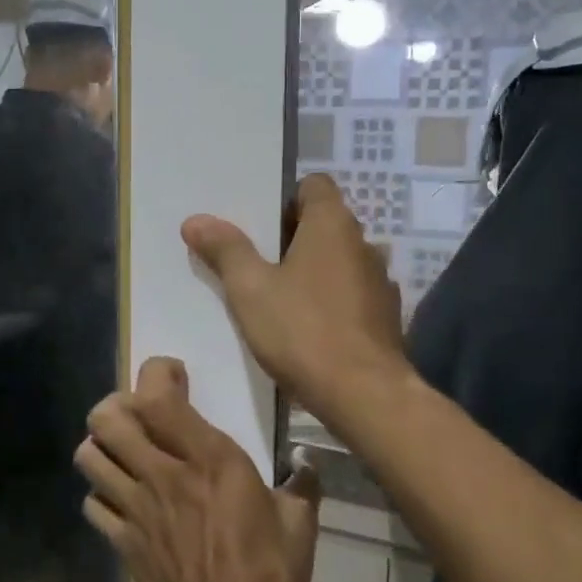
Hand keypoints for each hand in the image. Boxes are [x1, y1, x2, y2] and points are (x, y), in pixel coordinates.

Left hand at [77, 358, 320, 581]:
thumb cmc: (268, 576)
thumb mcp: (299, 525)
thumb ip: (301, 485)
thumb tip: (309, 462)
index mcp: (207, 458)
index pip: (157, 395)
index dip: (157, 374)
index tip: (176, 378)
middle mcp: (162, 473)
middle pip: (107, 418)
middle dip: (117, 405)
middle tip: (142, 416)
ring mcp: (135, 508)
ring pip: (89, 456)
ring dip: (102, 446)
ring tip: (126, 453)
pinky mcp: (122, 542)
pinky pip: (93, 504)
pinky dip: (102, 494)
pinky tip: (123, 501)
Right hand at [181, 174, 407, 423]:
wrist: (364, 395)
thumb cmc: (303, 331)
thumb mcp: (250, 289)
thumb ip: (225, 250)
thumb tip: (196, 219)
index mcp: (332, 225)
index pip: (314, 186)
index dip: (285, 197)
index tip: (258, 224)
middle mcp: (363, 244)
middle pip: (325, 224)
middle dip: (291, 237)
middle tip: (254, 260)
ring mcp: (379, 282)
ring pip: (338, 261)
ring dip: (312, 270)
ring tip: (278, 294)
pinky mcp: (385, 317)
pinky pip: (351, 294)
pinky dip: (330, 300)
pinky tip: (307, 326)